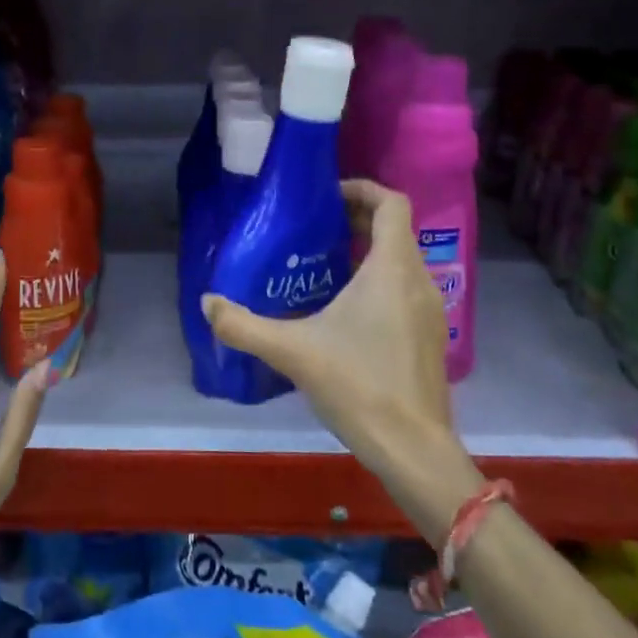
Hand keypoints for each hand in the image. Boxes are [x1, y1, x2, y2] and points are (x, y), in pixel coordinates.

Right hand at [202, 180, 482, 541]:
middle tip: (315, 227)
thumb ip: (244, 325)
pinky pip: (405, 288)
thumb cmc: (358, 386)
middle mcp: (418, 280)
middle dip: (357, 219)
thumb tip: (207, 302)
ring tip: (324, 264)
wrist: (413, 448)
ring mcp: (430, 309)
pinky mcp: (430, 335)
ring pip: (401, 260)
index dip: (362, 189)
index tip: (326, 196)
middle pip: (395, 229)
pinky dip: (378, 280)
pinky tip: (345, 310)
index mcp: (392, 268)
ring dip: (368, 251)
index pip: (392, 203)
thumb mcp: (293, 351)